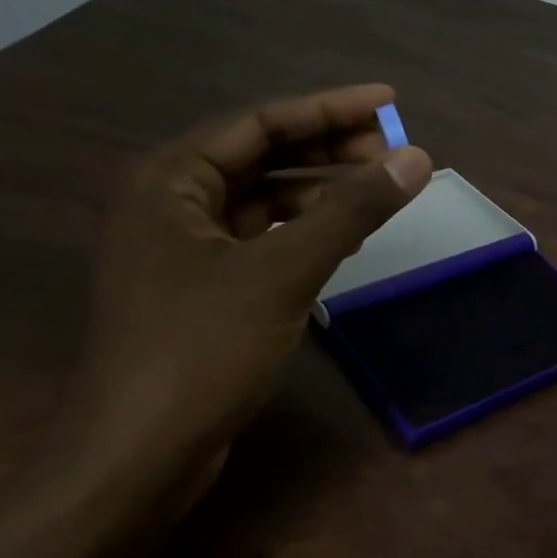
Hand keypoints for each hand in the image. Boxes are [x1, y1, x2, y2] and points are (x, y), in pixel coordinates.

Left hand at [62, 84, 432, 486]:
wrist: (139, 454)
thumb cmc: (202, 349)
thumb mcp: (284, 271)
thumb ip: (351, 211)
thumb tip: (417, 159)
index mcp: (171, 180)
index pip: (261, 122)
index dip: (330, 109)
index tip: (391, 103)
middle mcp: (171, 203)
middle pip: (262, 157)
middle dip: (329, 150)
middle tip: (394, 151)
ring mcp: (184, 250)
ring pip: (264, 202)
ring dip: (321, 192)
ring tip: (380, 190)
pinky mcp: (203, 290)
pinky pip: (262, 241)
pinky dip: (305, 233)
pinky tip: (345, 239)